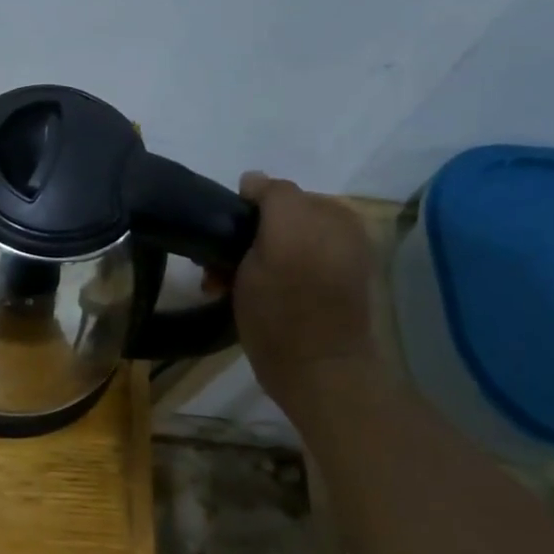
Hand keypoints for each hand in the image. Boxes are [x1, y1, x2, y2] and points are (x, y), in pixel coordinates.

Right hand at [233, 174, 378, 400]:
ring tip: (224, 289)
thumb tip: (253, 179)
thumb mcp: (278, 239)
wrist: (316, 374)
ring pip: (274, 246)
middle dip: (241, 240)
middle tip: (215, 271)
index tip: (216, 244)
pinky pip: (285, 269)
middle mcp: (338, 233)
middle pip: (272, 221)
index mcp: (332, 214)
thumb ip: (273, 197)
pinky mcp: (324, 292)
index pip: (273, 194)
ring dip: (246, 262)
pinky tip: (247, 298)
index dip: (240, 214)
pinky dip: (265, 277)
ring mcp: (332, 264)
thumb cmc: (287, 310)